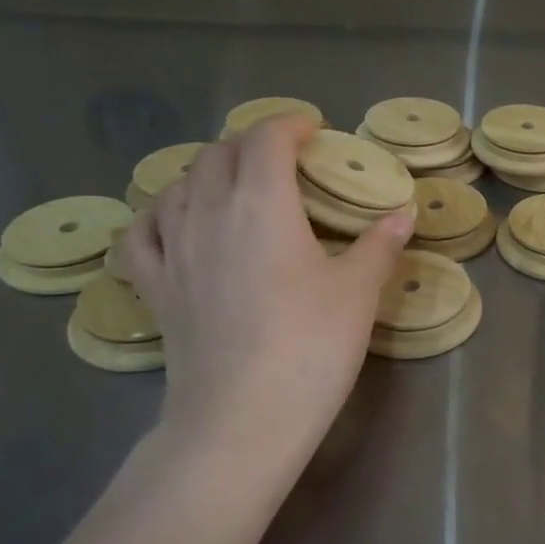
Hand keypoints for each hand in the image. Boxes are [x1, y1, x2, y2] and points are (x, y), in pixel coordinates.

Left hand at [120, 115, 411, 463]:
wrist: (242, 419)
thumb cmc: (310, 348)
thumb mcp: (357, 293)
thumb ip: (379, 245)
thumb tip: (403, 214)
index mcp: (262, 203)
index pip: (266, 138)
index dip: (290, 124)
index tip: (313, 130)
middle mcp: (208, 212)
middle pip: (219, 154)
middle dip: (252, 144)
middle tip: (285, 160)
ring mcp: (174, 250)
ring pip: (178, 185)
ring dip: (208, 172)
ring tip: (234, 185)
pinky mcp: (155, 288)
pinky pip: (141, 234)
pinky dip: (157, 216)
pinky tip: (172, 223)